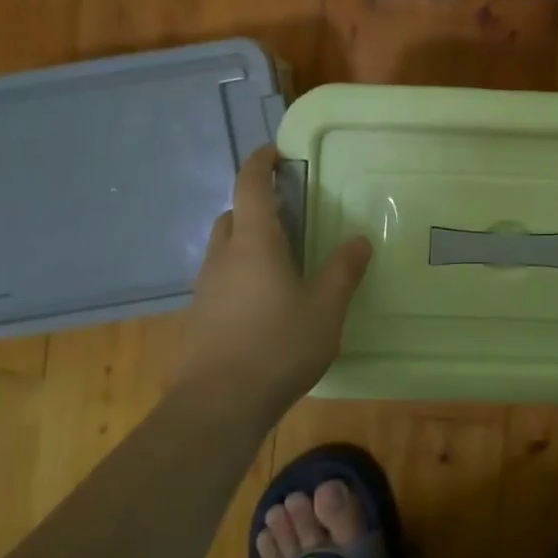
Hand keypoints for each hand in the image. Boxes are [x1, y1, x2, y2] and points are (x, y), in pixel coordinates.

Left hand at [178, 144, 372, 409]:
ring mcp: (205, 289)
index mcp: (254, 244)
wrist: (218, 406)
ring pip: (224, 249)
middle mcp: (223, 257)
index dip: (259, 162)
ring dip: (246, 242)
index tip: (275, 152)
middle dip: (255, 206)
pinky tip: (263, 304)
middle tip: (288, 214)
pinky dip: (239, 274)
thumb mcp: (326, 309)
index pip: (249, 186)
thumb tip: (359, 240)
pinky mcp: (198, 318)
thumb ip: (343, 271)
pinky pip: (220, 280)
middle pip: (232, 216)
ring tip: (280, 262)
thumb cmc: (278, 346)